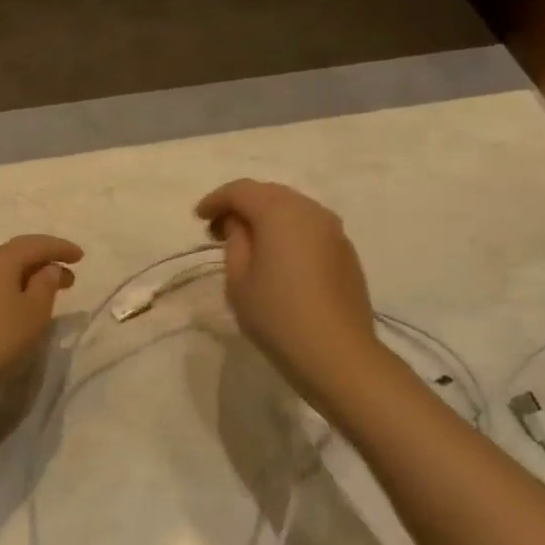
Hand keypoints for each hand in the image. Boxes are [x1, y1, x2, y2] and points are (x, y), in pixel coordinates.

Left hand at [0, 235, 82, 406]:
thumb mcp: (33, 313)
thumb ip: (46, 285)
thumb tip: (47, 268)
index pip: (35, 244)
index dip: (60, 248)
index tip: (81, 256)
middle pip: (16, 254)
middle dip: (44, 263)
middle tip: (68, 279)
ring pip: (0, 269)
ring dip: (25, 277)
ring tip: (44, 294)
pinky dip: (7, 287)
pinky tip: (15, 305)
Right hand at [195, 180, 377, 402]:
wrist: (337, 354)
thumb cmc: (276, 315)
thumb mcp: (238, 279)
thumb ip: (235, 241)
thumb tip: (241, 225)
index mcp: (280, 212)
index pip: (241, 191)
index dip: (216, 200)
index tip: (198, 218)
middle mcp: (311, 211)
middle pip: (270, 194)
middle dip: (242, 205)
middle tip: (219, 229)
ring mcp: (334, 231)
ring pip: (293, 209)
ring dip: (267, 218)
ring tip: (248, 243)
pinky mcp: (346, 253)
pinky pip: (310, 229)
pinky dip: (288, 233)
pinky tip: (278, 258)